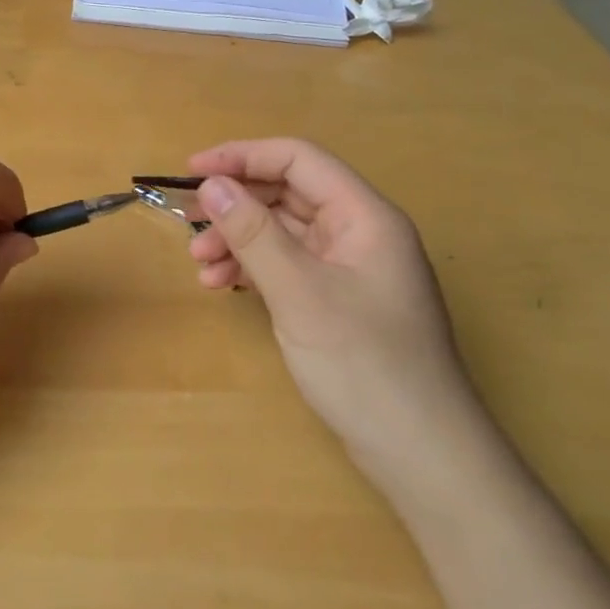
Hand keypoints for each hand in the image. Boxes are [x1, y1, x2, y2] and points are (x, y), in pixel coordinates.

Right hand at [186, 138, 488, 499]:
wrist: (420, 452)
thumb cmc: (363, 363)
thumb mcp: (299, 292)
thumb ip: (253, 233)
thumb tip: (210, 184)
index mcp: (364, 216)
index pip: (298, 160)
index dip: (243, 157)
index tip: (192, 169)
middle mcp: (359, 232)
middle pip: (288, 195)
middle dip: (236, 207)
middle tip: (190, 227)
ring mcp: (350, 268)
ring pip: (284, 233)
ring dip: (239, 241)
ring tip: (201, 267)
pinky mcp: (338, 300)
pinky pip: (288, 266)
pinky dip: (254, 269)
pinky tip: (224, 286)